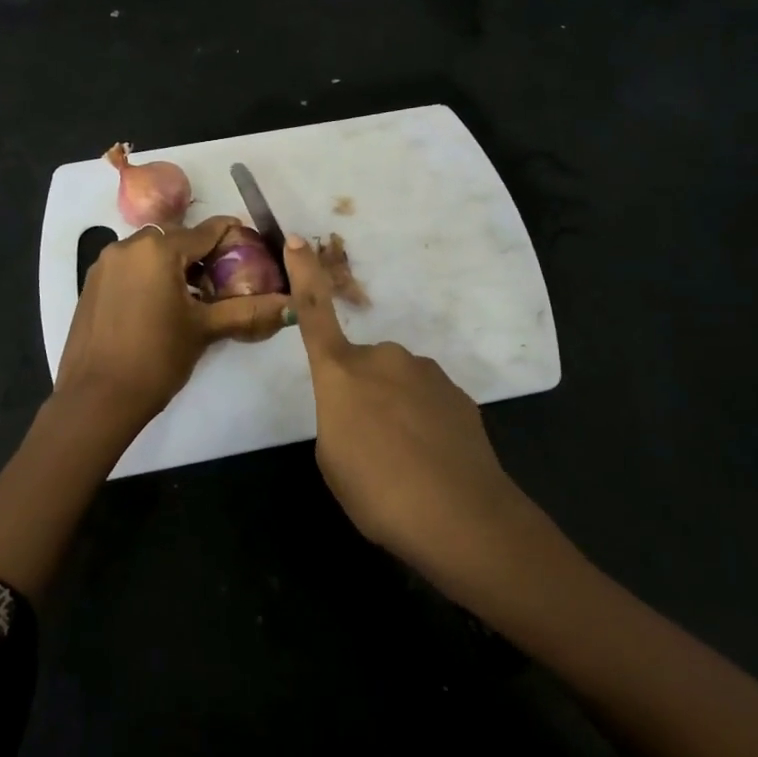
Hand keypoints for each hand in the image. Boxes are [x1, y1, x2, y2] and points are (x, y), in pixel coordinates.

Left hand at [55, 216, 289, 429]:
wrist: (97, 398)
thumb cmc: (157, 358)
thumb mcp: (205, 330)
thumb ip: (248, 310)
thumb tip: (291, 305)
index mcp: (158, 249)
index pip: (206, 231)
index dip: (231, 236)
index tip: (250, 246)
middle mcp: (127, 246)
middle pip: (175, 239)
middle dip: (200, 253)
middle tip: (223, 279)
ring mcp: (104, 265)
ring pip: (149, 253)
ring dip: (173, 265)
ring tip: (193, 297)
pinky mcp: (91, 285)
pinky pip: (129, 269)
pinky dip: (149, 277)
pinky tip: (160, 307)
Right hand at [284, 234, 528, 580]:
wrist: (461, 517)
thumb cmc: (377, 491)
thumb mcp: (332, 459)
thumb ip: (338, 418)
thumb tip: (358, 408)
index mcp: (341, 373)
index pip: (315, 313)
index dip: (305, 275)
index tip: (296, 240)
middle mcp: (383, 359)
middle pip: (362, 366)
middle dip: (362, 393)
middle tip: (369, 446)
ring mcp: (426, 373)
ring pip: (398, 384)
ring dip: (395, 411)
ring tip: (405, 462)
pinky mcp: (458, 394)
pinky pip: (428, 401)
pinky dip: (425, 423)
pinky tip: (433, 462)